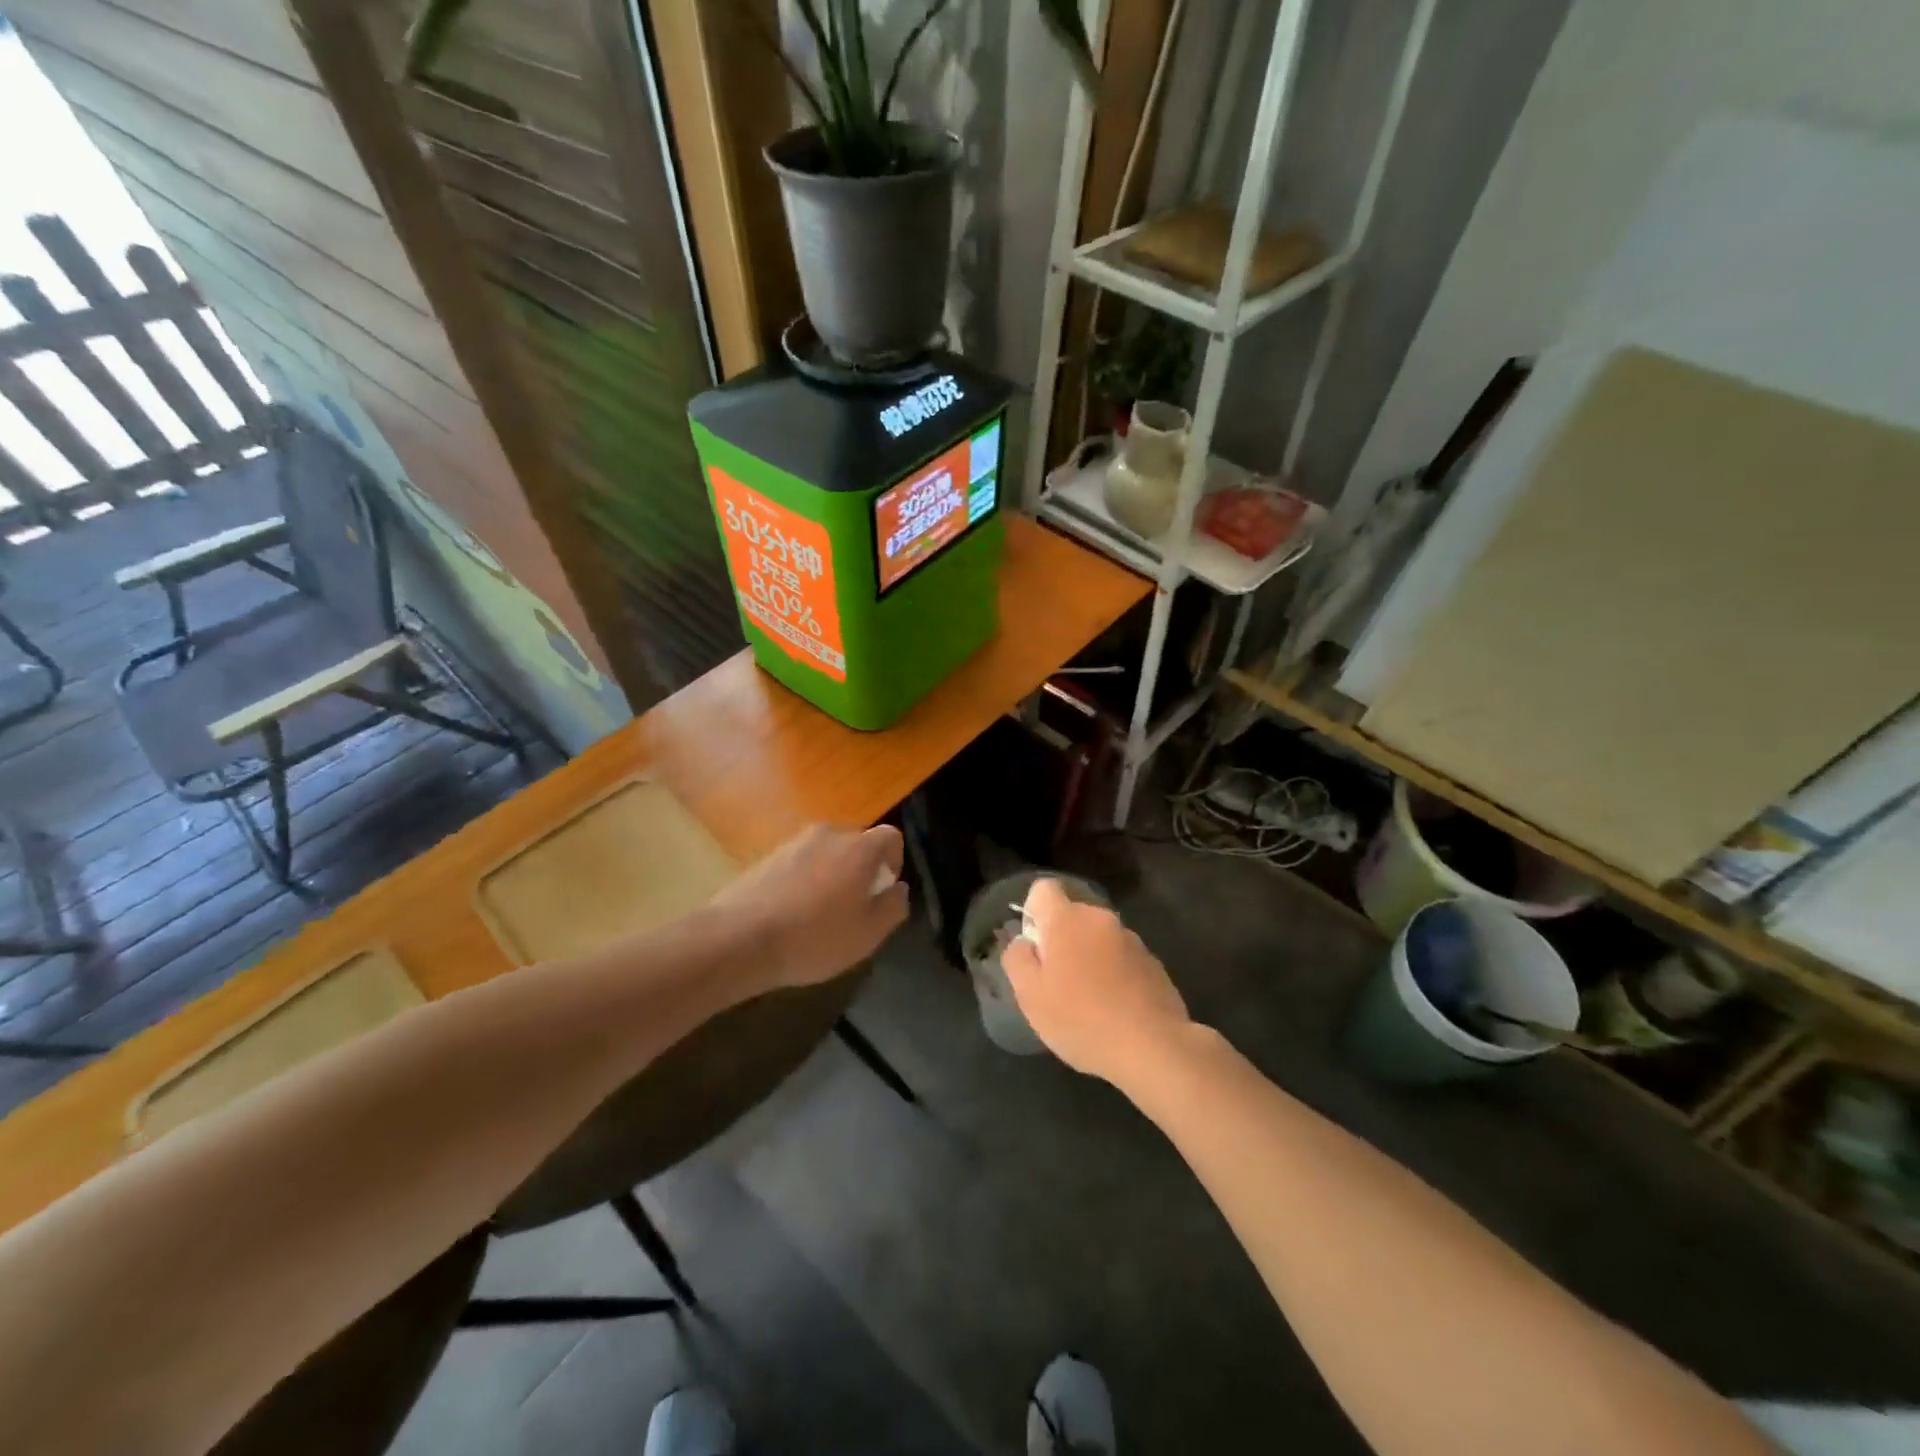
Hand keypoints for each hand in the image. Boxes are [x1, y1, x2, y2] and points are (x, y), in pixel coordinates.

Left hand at [711, 824, 908, 992]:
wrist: (740, 939)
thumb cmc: (814, 938)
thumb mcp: (868, 934)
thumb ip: (893, 907)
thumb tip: (898, 889)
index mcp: (859, 848)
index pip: (891, 837)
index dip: (894, 862)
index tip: (882, 892)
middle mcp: (829, 834)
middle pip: (857, 843)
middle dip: (862, 870)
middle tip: (853, 908)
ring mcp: (794, 842)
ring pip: (827, 853)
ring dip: (832, 875)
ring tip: (820, 914)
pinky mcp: (768, 856)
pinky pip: (800, 863)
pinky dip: (804, 881)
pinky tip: (792, 914)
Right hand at [1000, 878, 1190, 1084]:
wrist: (1152, 1047)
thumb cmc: (1081, 1019)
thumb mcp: (1030, 995)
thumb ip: (1017, 959)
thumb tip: (1022, 942)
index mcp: (1067, 919)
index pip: (1044, 889)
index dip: (1033, 911)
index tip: (1034, 947)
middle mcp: (1100, 919)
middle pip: (1071, 916)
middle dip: (1061, 940)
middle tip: (1056, 983)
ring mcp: (1131, 939)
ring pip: (1097, 938)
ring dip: (1088, 958)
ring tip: (1087, 1001)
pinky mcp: (1152, 961)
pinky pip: (1121, 957)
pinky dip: (1113, 973)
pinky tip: (1114, 1009)